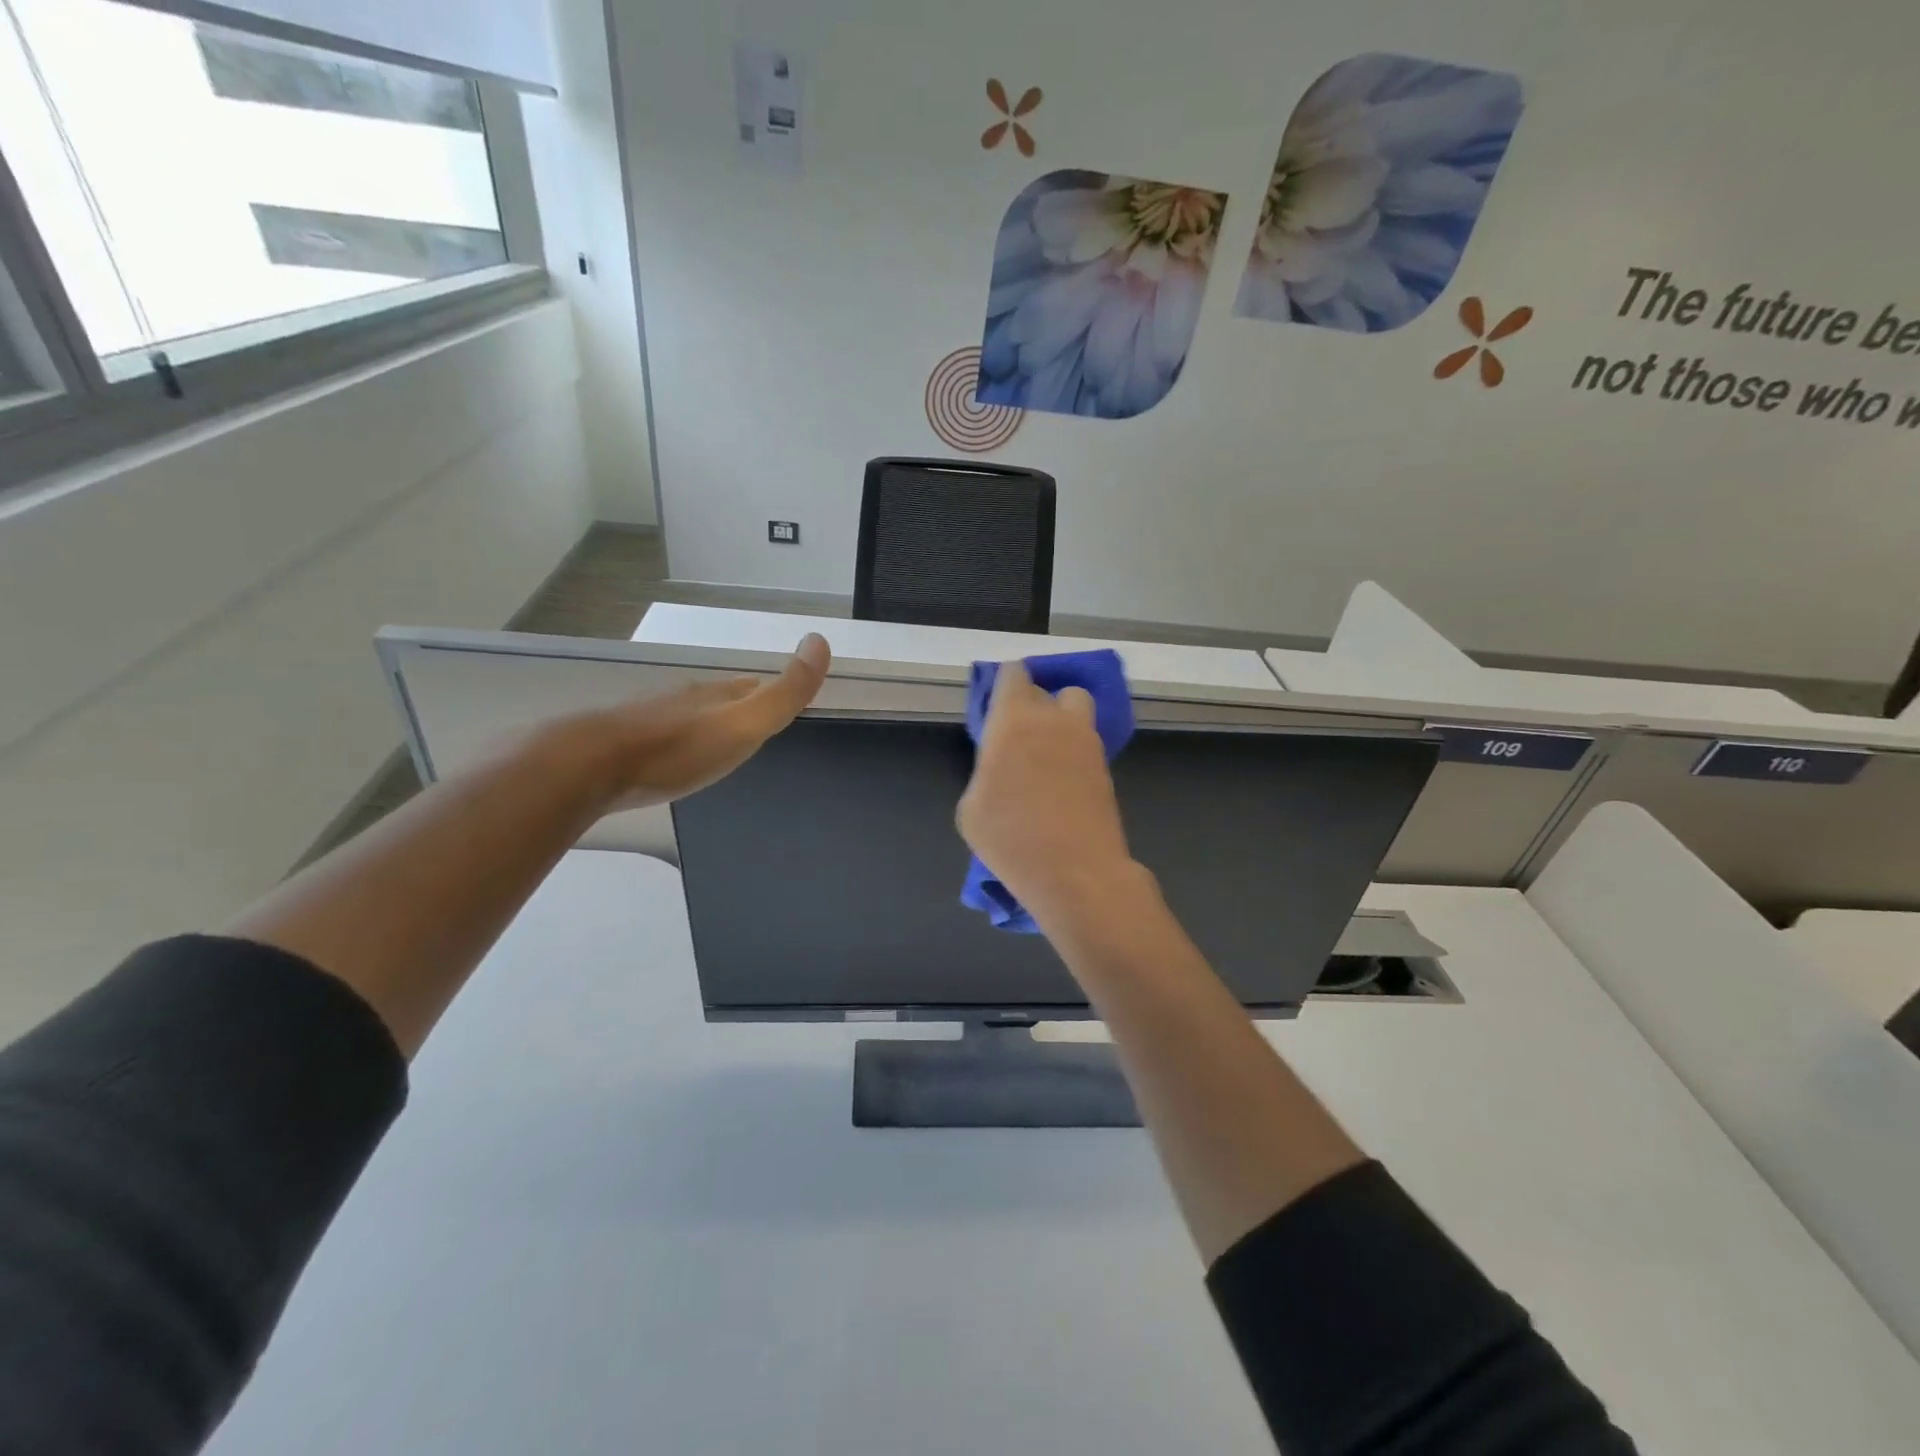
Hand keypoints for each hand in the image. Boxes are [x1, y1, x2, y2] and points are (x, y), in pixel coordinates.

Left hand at [590, 633, 829, 808]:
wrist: (590, 766)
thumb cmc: (678, 748)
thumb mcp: (744, 723)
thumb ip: (785, 692)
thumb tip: (820, 640)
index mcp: (718, 696)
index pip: (754, 688)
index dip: (772, 695)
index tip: (785, 704)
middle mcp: (687, 700)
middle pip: (722, 700)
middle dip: (741, 708)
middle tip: (756, 724)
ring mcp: (653, 719)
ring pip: (691, 716)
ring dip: (708, 725)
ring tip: (719, 742)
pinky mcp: (625, 743)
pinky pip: (664, 736)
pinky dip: (679, 742)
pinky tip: (675, 757)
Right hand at [957, 659, 1144, 927]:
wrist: (1076, 872)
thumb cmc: (1011, 837)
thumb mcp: (971, 808)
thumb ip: (985, 772)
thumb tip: (1002, 767)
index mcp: (1014, 719)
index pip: (1013, 675)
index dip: (1005, 684)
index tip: (996, 706)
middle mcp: (1055, 719)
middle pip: (1048, 690)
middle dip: (1033, 703)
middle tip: (1018, 735)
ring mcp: (1087, 742)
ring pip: (1076, 711)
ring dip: (1061, 721)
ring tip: (1043, 758)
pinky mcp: (1106, 768)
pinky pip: (1086, 744)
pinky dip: (1073, 753)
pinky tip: (1060, 784)